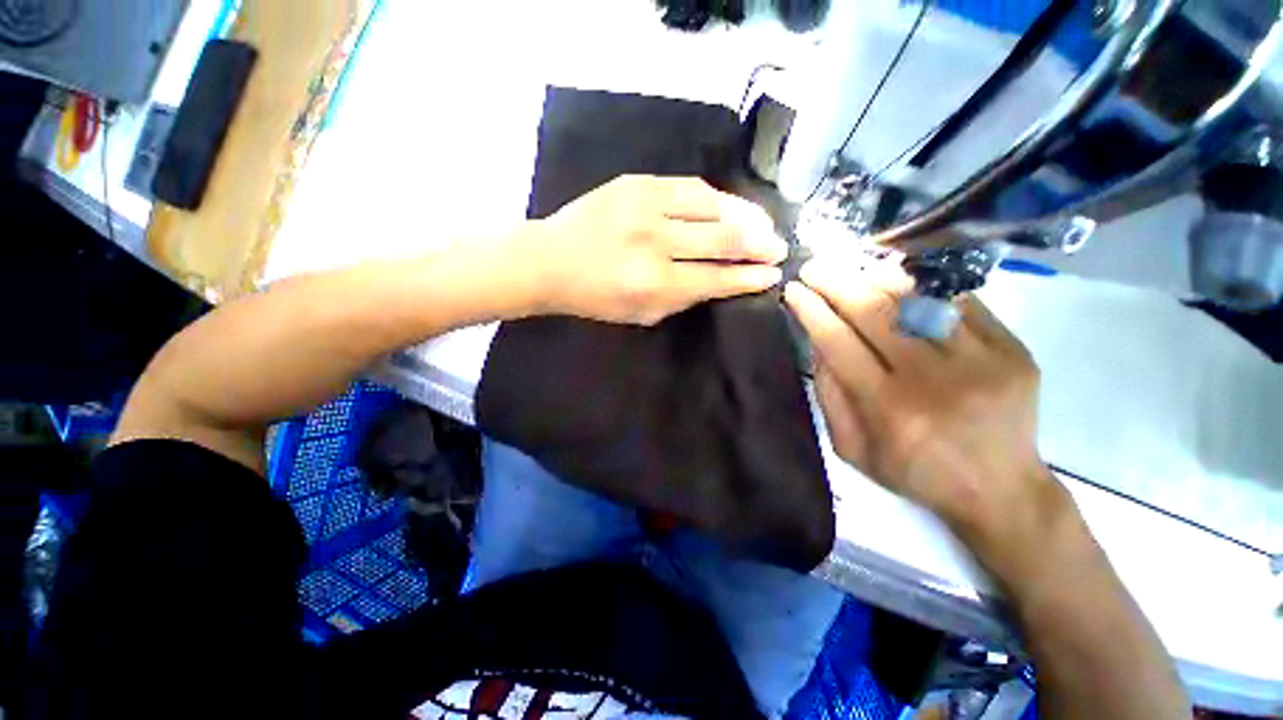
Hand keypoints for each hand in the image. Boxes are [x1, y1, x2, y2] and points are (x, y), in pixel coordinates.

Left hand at [526, 175, 786, 324]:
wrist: (551, 259)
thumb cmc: (596, 297)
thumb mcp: (642, 313)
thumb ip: (685, 298)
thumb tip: (724, 281)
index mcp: (654, 282)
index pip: (716, 277)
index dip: (749, 277)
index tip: (773, 275)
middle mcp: (655, 242)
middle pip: (722, 238)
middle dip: (759, 245)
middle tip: (779, 248)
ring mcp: (646, 206)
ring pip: (713, 205)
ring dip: (746, 215)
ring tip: (764, 224)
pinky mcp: (637, 182)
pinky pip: (691, 187)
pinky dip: (717, 198)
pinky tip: (731, 207)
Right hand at [784, 258, 1067, 557]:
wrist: (1000, 490)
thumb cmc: (914, 473)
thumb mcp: (852, 447)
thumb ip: (830, 395)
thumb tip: (818, 342)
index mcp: (888, 409)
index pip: (838, 342)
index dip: (811, 310)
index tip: (793, 290)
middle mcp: (932, 379)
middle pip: (874, 312)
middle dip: (836, 282)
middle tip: (815, 267)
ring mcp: (980, 361)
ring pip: (918, 298)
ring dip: (876, 275)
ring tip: (852, 266)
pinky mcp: (1012, 350)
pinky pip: (960, 301)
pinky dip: (925, 285)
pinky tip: (900, 276)